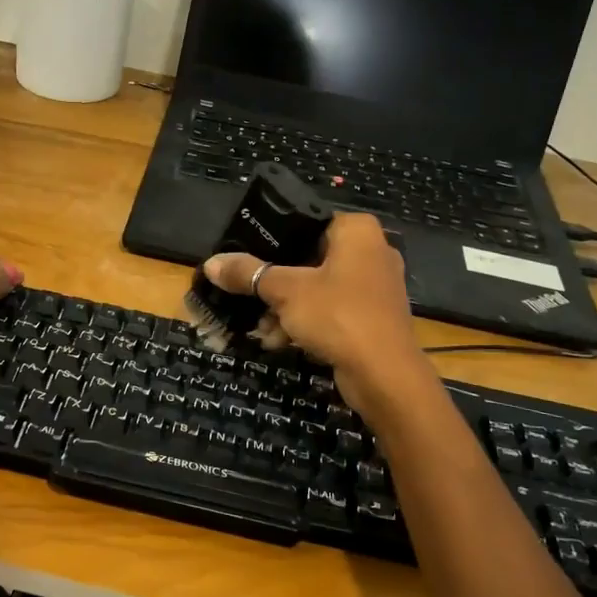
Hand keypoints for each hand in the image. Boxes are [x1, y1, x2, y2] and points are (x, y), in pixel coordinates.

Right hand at [201, 213, 437, 416]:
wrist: (385, 375)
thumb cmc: (337, 315)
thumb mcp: (284, 291)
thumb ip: (248, 273)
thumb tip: (210, 263)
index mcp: (356, 231)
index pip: (306, 221)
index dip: (272, 238)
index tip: (244, 256)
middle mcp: (371, 251)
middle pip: (308, 258)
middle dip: (274, 284)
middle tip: (246, 296)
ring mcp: (374, 286)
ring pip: (317, 288)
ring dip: (285, 309)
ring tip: (260, 329)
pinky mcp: (373, 317)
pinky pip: (331, 311)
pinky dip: (306, 323)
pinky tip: (279, 341)